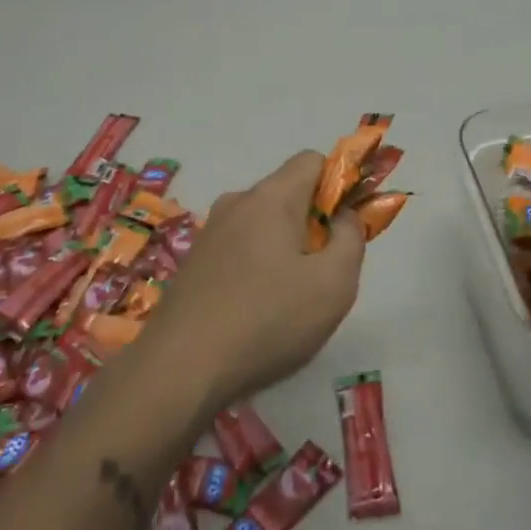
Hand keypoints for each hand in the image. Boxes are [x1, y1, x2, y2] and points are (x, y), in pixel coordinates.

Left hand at [148, 150, 364, 407]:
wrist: (179, 369)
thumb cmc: (268, 320)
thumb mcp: (334, 284)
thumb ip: (351, 238)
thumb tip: (343, 216)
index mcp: (271, 197)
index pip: (312, 160)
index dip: (339, 183)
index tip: (347, 226)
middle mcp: (237, 202)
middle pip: (288, 193)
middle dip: (314, 223)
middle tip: (323, 273)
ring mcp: (210, 232)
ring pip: (263, 224)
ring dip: (285, 248)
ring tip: (290, 300)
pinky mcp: (193, 262)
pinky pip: (239, 248)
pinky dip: (257, 266)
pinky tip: (257, 312)